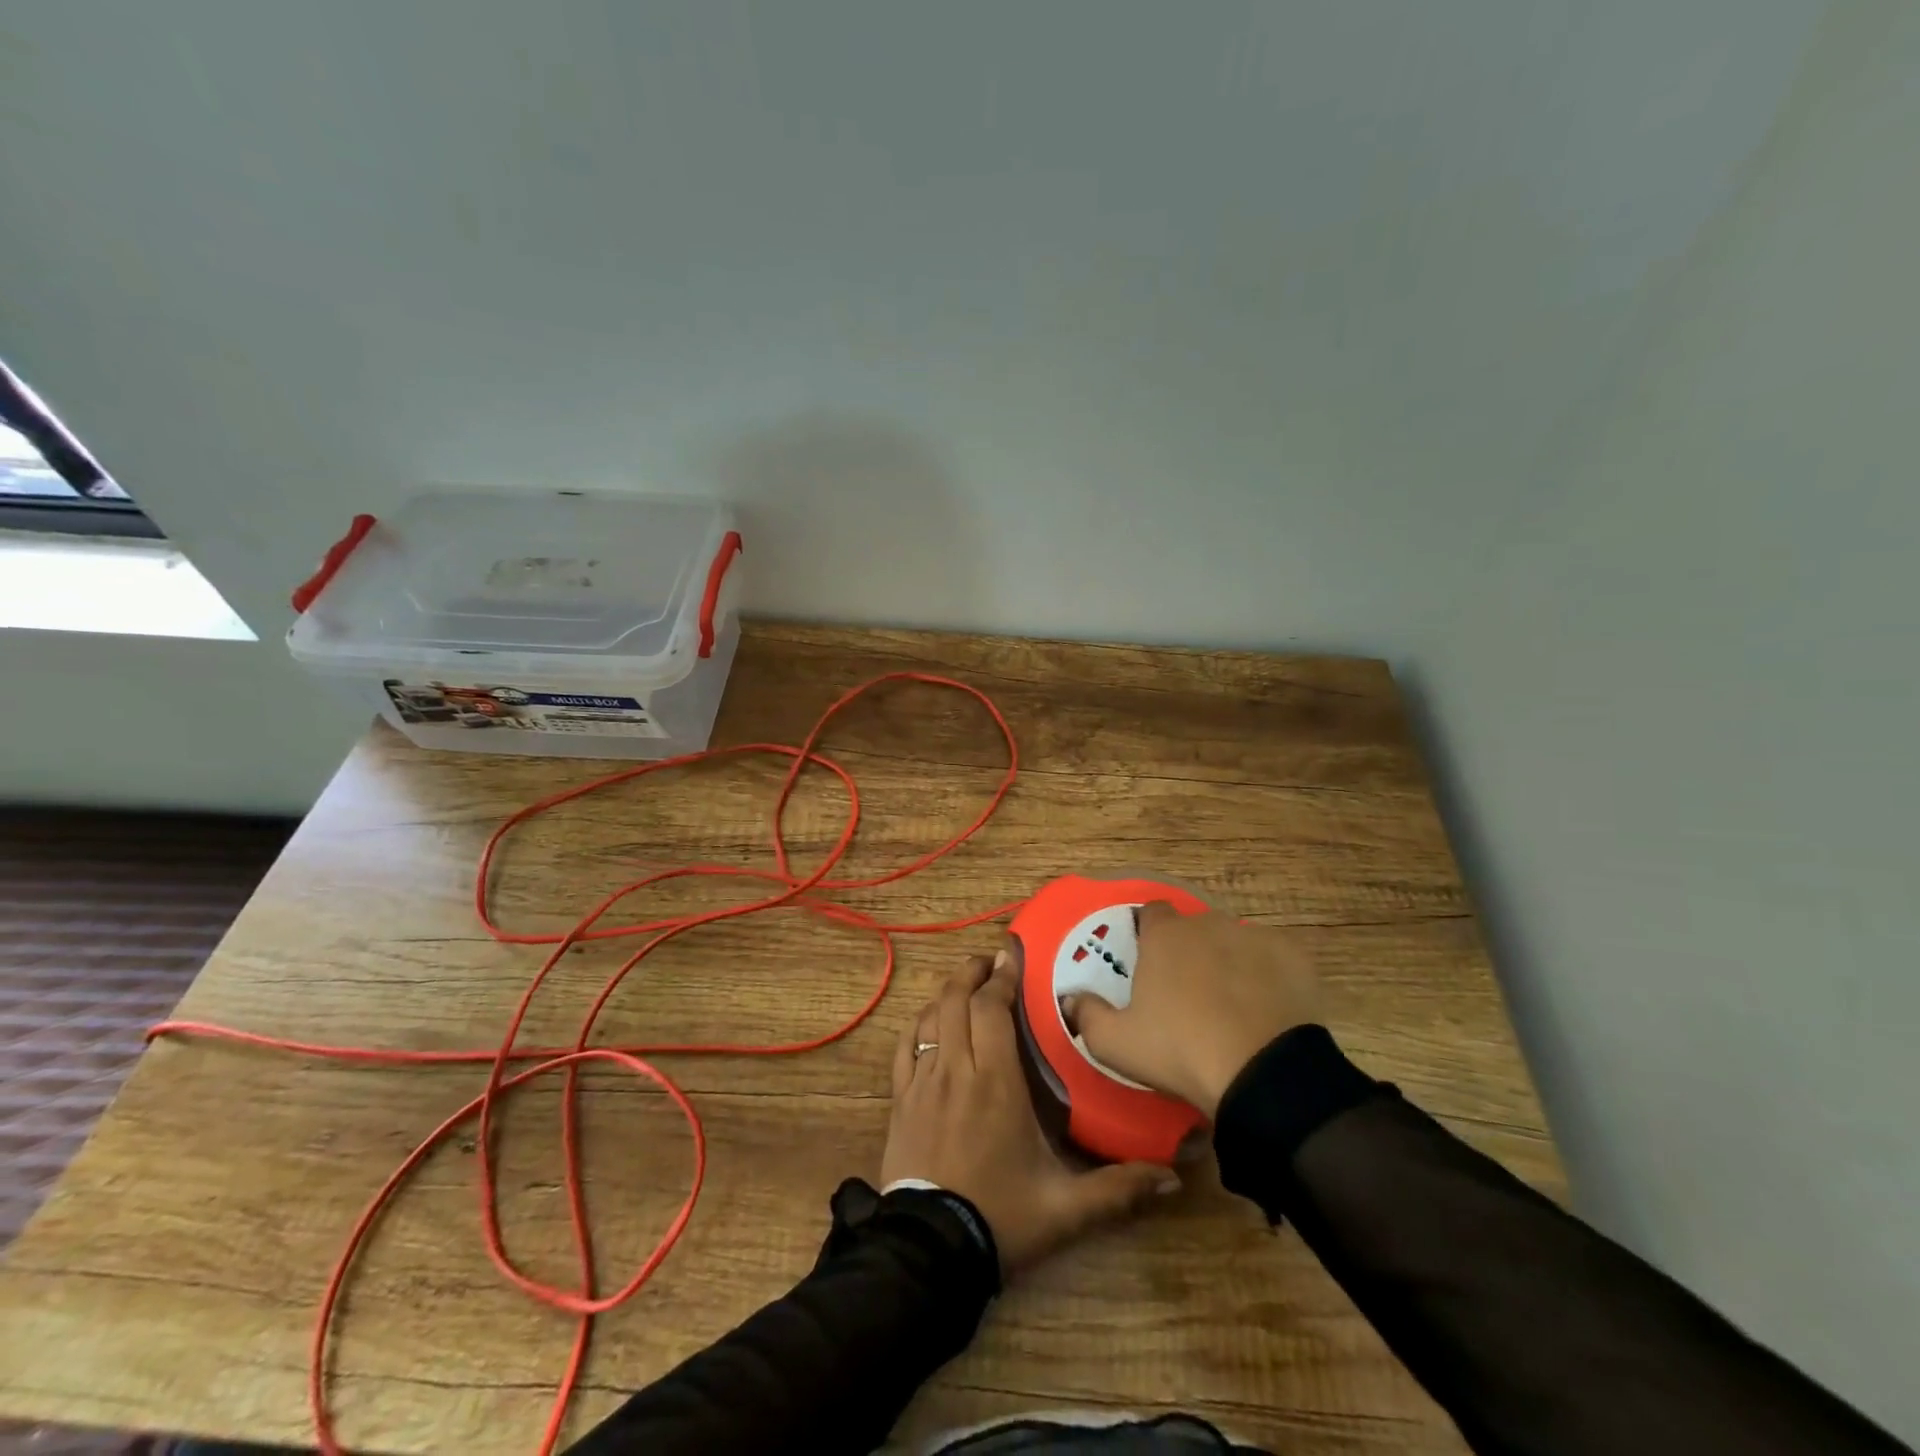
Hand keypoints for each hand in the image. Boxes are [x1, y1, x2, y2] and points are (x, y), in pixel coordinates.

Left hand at [882, 952, 1178, 1275]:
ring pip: (929, 1017)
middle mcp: (956, 1068)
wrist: (929, 1252)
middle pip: (957, 1000)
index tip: (1012, 954)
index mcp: (996, 1081)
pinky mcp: (899, 1100)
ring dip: (947, 993)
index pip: (993, 1009)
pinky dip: (917, 1024)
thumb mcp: (1066, 1209)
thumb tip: (1173, 1177)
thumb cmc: (1000, 1217)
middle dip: (973, 972)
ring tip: (965, 983)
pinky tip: (927, 1021)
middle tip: (990, 960)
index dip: (1001, 977)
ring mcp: (922, 1082)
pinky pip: (904, 1047)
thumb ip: (1118, 1190)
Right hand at [1063, 902, 1320, 1118]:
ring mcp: (1254, 936)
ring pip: (1234, 942)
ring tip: (1231, 1006)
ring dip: (1228, 962)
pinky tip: (1266, 1009)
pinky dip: (1267, 976)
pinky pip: (1273, 959)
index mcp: (1165, 935)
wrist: (1263, 1075)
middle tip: (1188, 994)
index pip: (1151, 913)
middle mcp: (1208, 923)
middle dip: (1190, 951)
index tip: (1149, 964)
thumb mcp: (1116, 1044)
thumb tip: (1070, 999)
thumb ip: (1087, 1015)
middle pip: (1194, 928)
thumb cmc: (1180, 1051)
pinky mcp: (1294, 956)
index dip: (1148, 935)